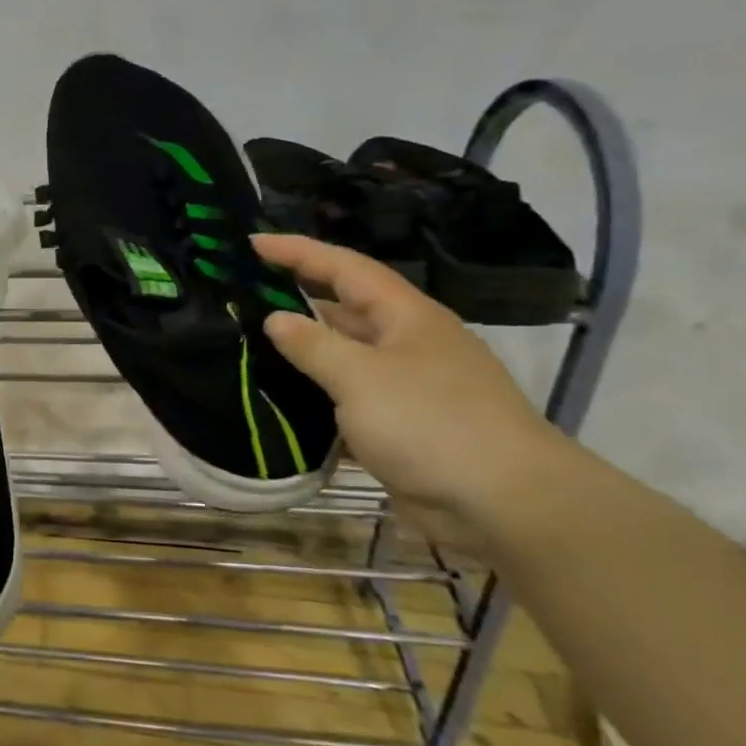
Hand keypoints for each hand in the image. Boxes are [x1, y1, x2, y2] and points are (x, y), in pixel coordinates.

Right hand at [253, 234, 572, 544]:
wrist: (504, 503)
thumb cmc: (431, 423)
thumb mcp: (361, 377)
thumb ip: (313, 345)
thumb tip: (275, 319)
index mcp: (405, 316)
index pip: (343, 267)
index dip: (297, 251)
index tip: (251, 242)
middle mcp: (406, 342)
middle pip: (343, 307)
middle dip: (295, 296)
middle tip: (241, 293)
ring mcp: (406, 385)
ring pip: (343, 354)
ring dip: (302, 348)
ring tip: (248, 342)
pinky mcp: (401, 424)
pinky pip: (347, 396)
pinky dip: (315, 392)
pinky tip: (281, 398)